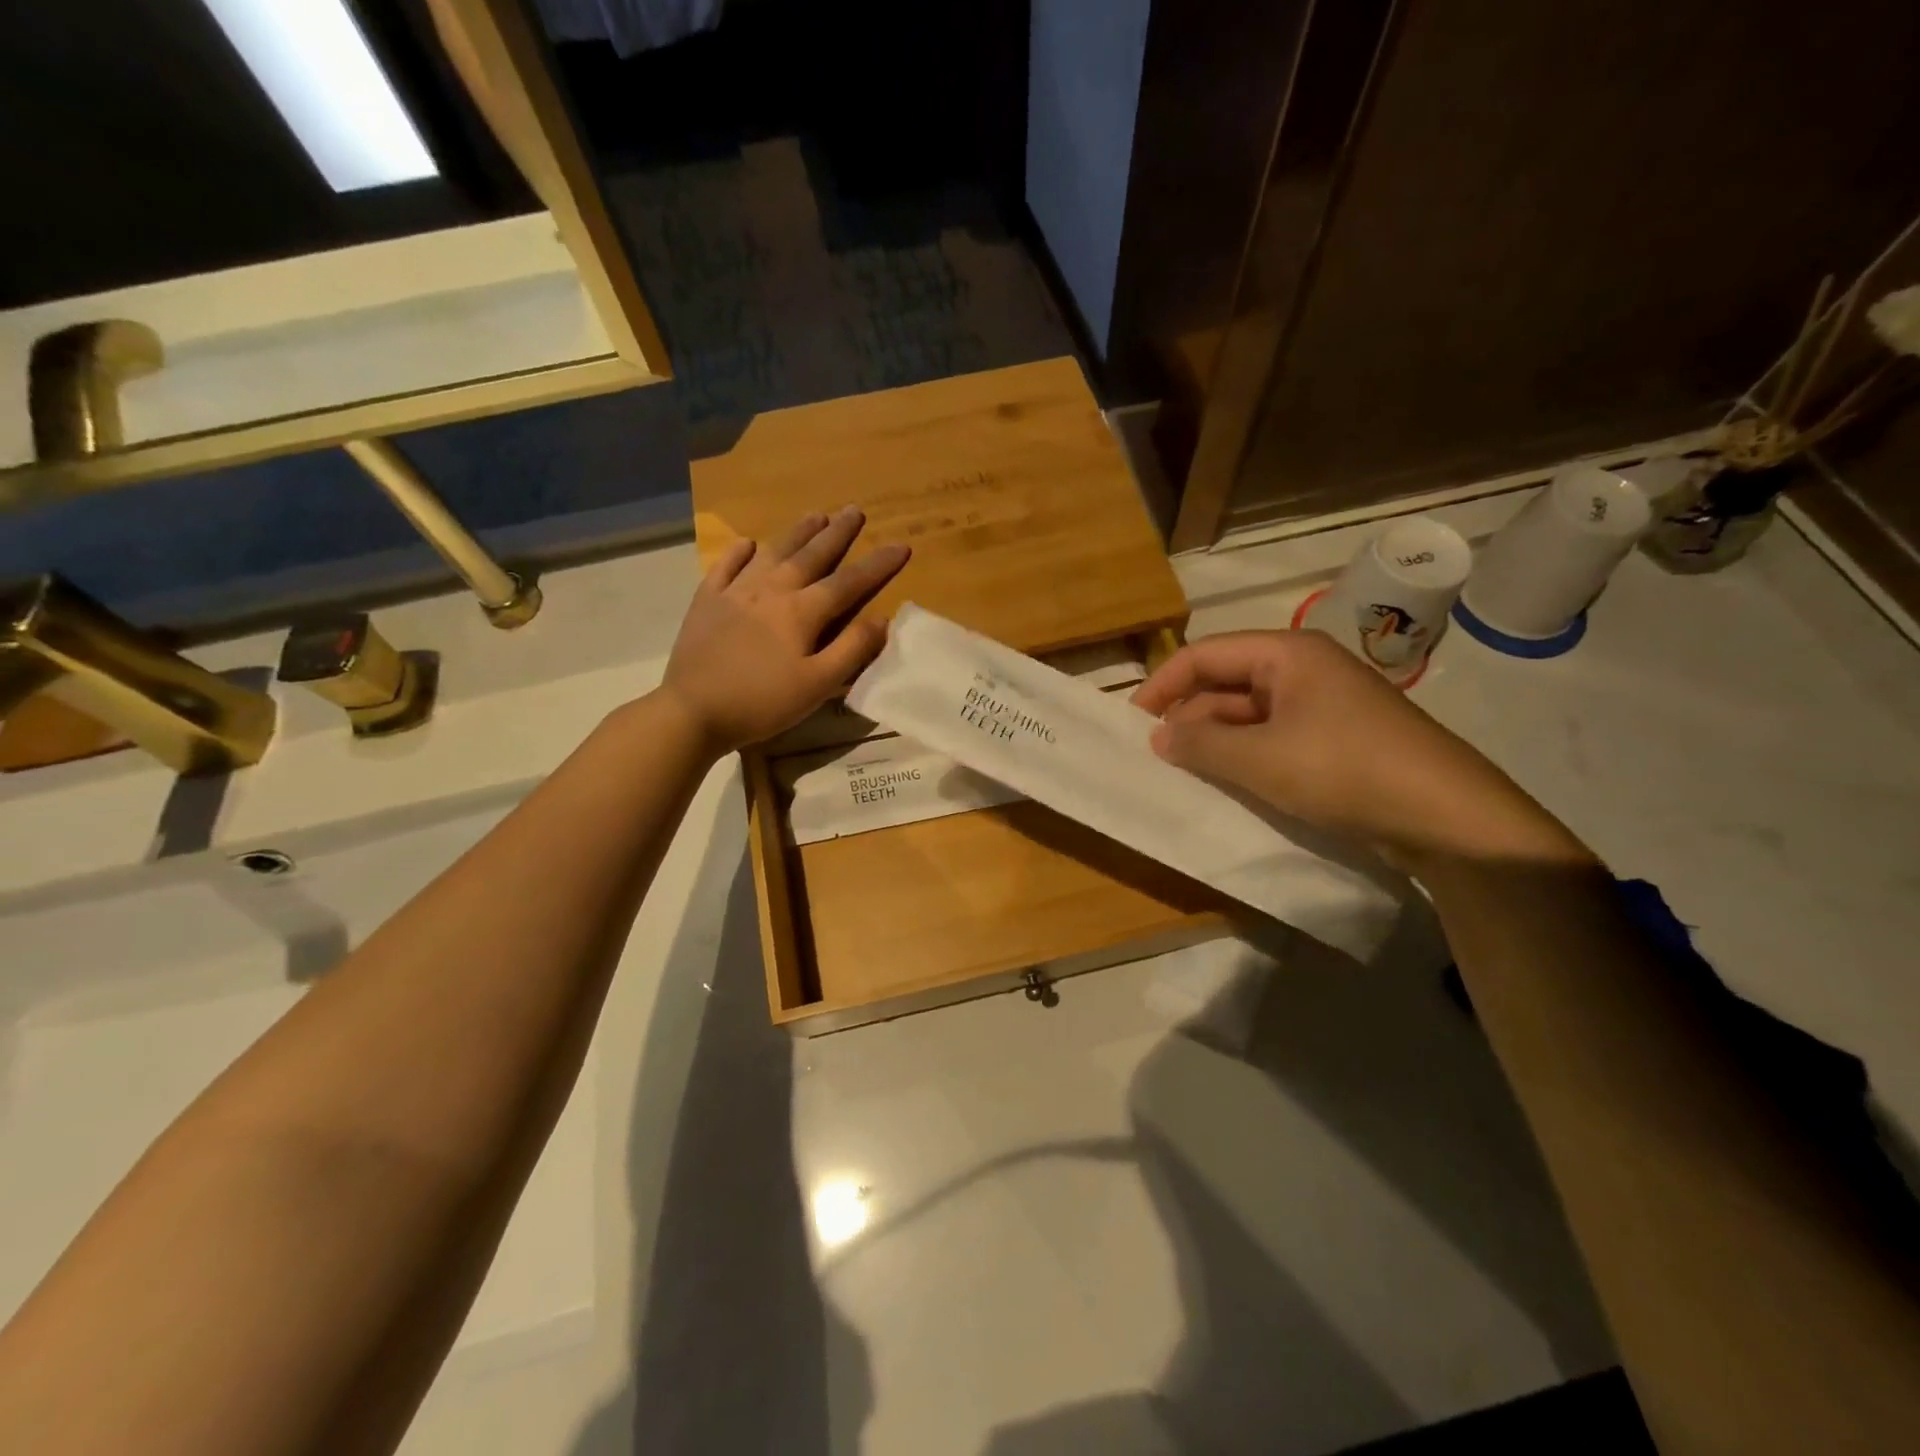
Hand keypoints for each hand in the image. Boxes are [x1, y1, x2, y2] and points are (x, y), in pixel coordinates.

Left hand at [660, 507, 909, 754]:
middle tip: (854, 511)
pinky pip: (725, 567)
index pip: (848, 582)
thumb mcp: (817, 685)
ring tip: (815, 514)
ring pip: (772, 553)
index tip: (901, 545)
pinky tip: (747, 544)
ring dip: (796, 533)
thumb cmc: (762, 702)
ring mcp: (735, 592)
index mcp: (802, 612)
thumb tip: (882, 619)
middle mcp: (771, 591)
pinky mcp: (706, 602)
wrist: (692, 710)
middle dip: (837, 534)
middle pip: (811, 556)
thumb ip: (851, 650)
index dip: (877, 564)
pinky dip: (739, 552)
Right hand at [1131, 630, 1590, 866]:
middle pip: (1226, 682)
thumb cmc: (1344, 770)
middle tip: (1157, 758)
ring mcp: (1323, 705)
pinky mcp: (1336, 739)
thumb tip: (1158, 736)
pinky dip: (1245, 756)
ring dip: (1215, 740)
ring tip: (1186, 775)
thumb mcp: (1260, 759)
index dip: (1162, 684)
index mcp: (1287, 654)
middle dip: (1188, 717)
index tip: (1131, 723)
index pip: (1204, 654)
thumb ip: (1200, 744)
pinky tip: (1229, 783)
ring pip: (1249, 713)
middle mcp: (1304, 669)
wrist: (1447, 816)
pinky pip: (1274, 738)